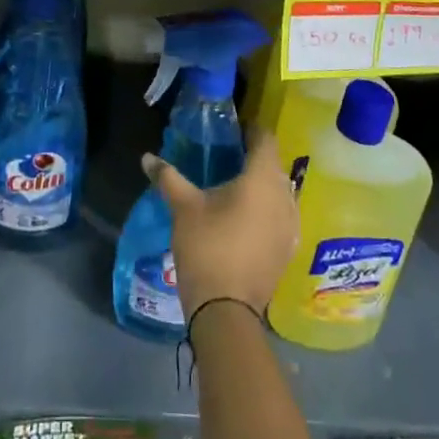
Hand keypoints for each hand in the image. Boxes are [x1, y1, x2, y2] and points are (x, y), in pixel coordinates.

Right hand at [142, 129, 298, 319]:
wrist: (226, 310)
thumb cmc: (207, 247)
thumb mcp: (183, 207)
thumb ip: (167, 177)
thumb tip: (147, 157)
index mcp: (262, 179)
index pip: (266, 139)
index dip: (252, 130)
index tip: (234, 128)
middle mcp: (285, 197)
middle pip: (274, 165)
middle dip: (255, 157)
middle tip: (229, 156)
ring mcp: (291, 226)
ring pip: (281, 192)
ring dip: (263, 185)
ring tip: (237, 187)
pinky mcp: (288, 249)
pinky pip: (282, 216)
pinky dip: (268, 209)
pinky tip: (247, 217)